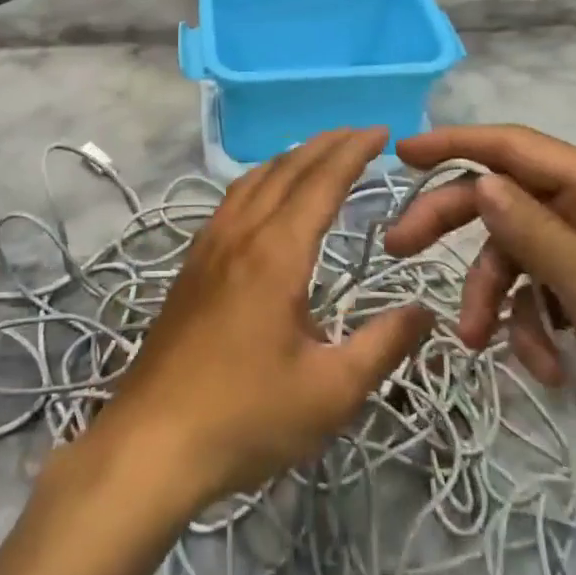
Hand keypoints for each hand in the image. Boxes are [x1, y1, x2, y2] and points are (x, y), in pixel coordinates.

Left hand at [94, 128, 433, 510]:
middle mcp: (240, 235)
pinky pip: (231, 202)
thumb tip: (424, 312)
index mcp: (276, 254)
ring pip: (252, 180)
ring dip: (290, 158)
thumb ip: (383, 346)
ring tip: (319, 155)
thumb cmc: (246, 417)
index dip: (352, 151)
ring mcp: (208, 247)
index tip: (381, 131)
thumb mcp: (330, 391)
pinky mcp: (191, 267)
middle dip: (325, 144)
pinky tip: (266, 200)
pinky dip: (261, 181)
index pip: (320, 182)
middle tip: (360, 134)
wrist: (151, 442)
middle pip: (285, 170)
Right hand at [386, 125, 575, 501]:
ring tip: (485, 345)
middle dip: (455, 226)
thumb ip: (534, 231)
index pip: (514, 147)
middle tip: (398, 250)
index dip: (454, 144)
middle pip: (507, 198)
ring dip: (497, 295)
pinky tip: (545, 368)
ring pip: (519, 251)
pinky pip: (545, 289)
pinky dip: (532, 322)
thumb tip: (481, 181)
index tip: (401, 155)